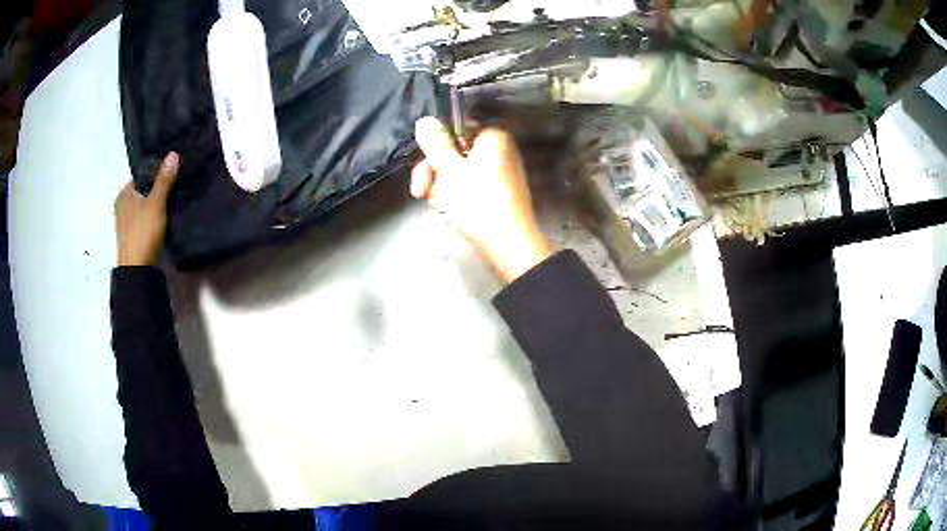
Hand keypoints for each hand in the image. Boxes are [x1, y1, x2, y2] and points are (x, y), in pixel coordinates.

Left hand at [115, 152, 178, 266]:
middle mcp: (122, 207)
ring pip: (145, 207)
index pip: (141, 176)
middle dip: (157, 188)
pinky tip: (166, 217)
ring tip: (174, 198)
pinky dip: (154, 217)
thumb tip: (172, 154)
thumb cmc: (142, 233)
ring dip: (157, 204)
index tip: (171, 170)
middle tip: (176, 182)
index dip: (155, 172)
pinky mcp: (134, 238)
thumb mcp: (156, 204)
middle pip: (143, 192)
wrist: (137, 271)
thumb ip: (164, 180)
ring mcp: (127, 224)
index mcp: (123, 195)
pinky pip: (146, 220)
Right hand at [411, 117, 552, 282]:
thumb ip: (435, 142)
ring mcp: (501, 175)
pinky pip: (471, 189)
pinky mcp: (499, 196)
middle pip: (456, 153)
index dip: (436, 147)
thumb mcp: (448, 168)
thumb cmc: (477, 202)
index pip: (456, 130)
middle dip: (435, 172)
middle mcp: (500, 152)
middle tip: (421, 191)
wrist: (508, 244)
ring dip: (443, 189)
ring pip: (460, 174)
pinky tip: (452, 213)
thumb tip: (425, 120)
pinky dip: (458, 199)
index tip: (424, 166)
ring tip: (442, 207)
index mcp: (493, 138)